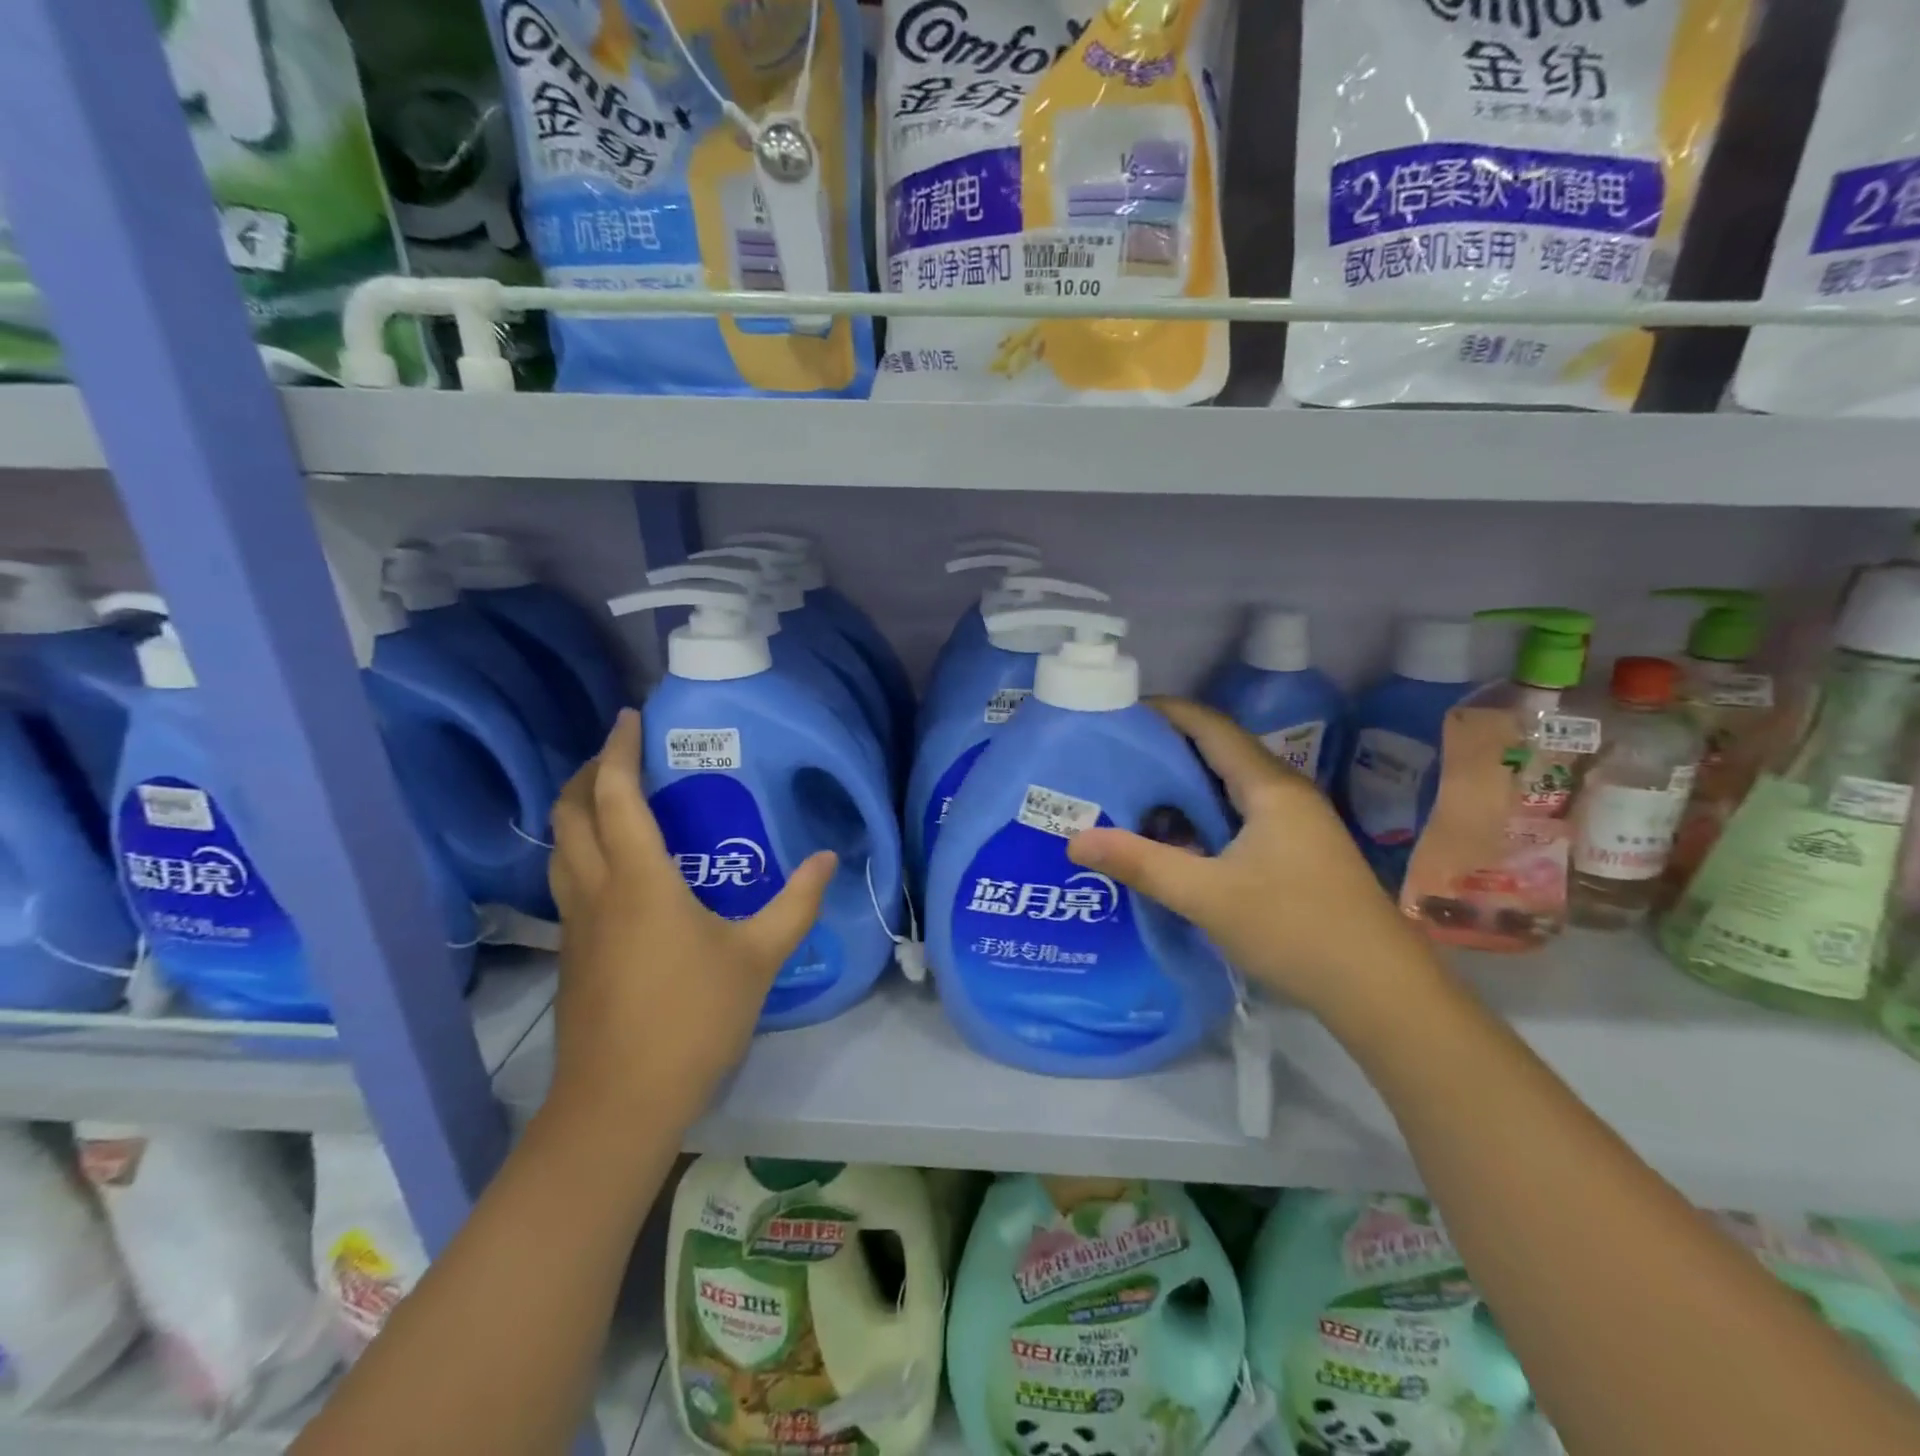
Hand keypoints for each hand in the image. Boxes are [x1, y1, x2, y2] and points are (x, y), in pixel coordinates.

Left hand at [546, 710, 835, 1127]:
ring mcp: (576, 924)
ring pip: (561, 848)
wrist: (620, 1102)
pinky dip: (583, 850)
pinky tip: (619, 870)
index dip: (618, 749)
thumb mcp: (758, 956)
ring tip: (614, 801)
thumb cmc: (692, 1018)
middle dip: (586, 772)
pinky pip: (569, 880)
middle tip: (621, 755)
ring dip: (578, 811)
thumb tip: (827, 857)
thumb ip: (796, 903)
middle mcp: (597, 890)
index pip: (614, 794)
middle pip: (571, 813)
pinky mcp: (572, 954)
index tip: (630, 717)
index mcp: (639, 879)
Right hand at [1067, 697, 1434, 1017]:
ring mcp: (1295, 824)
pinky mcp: (1295, 852)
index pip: (1210, 726)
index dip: (1165, 712)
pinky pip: (1238, 816)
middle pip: (1218, 752)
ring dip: (1182, 786)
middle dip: (1165, 749)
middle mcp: (1285, 793)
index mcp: (1269, 787)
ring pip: (1228, 787)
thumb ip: (1141, 864)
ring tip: (1128, 793)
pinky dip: (1201, 816)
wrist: (1380, 992)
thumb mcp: (1207, 897)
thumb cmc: (1296, 930)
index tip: (1116, 713)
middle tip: (1110, 757)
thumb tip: (1075, 840)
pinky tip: (1171, 838)